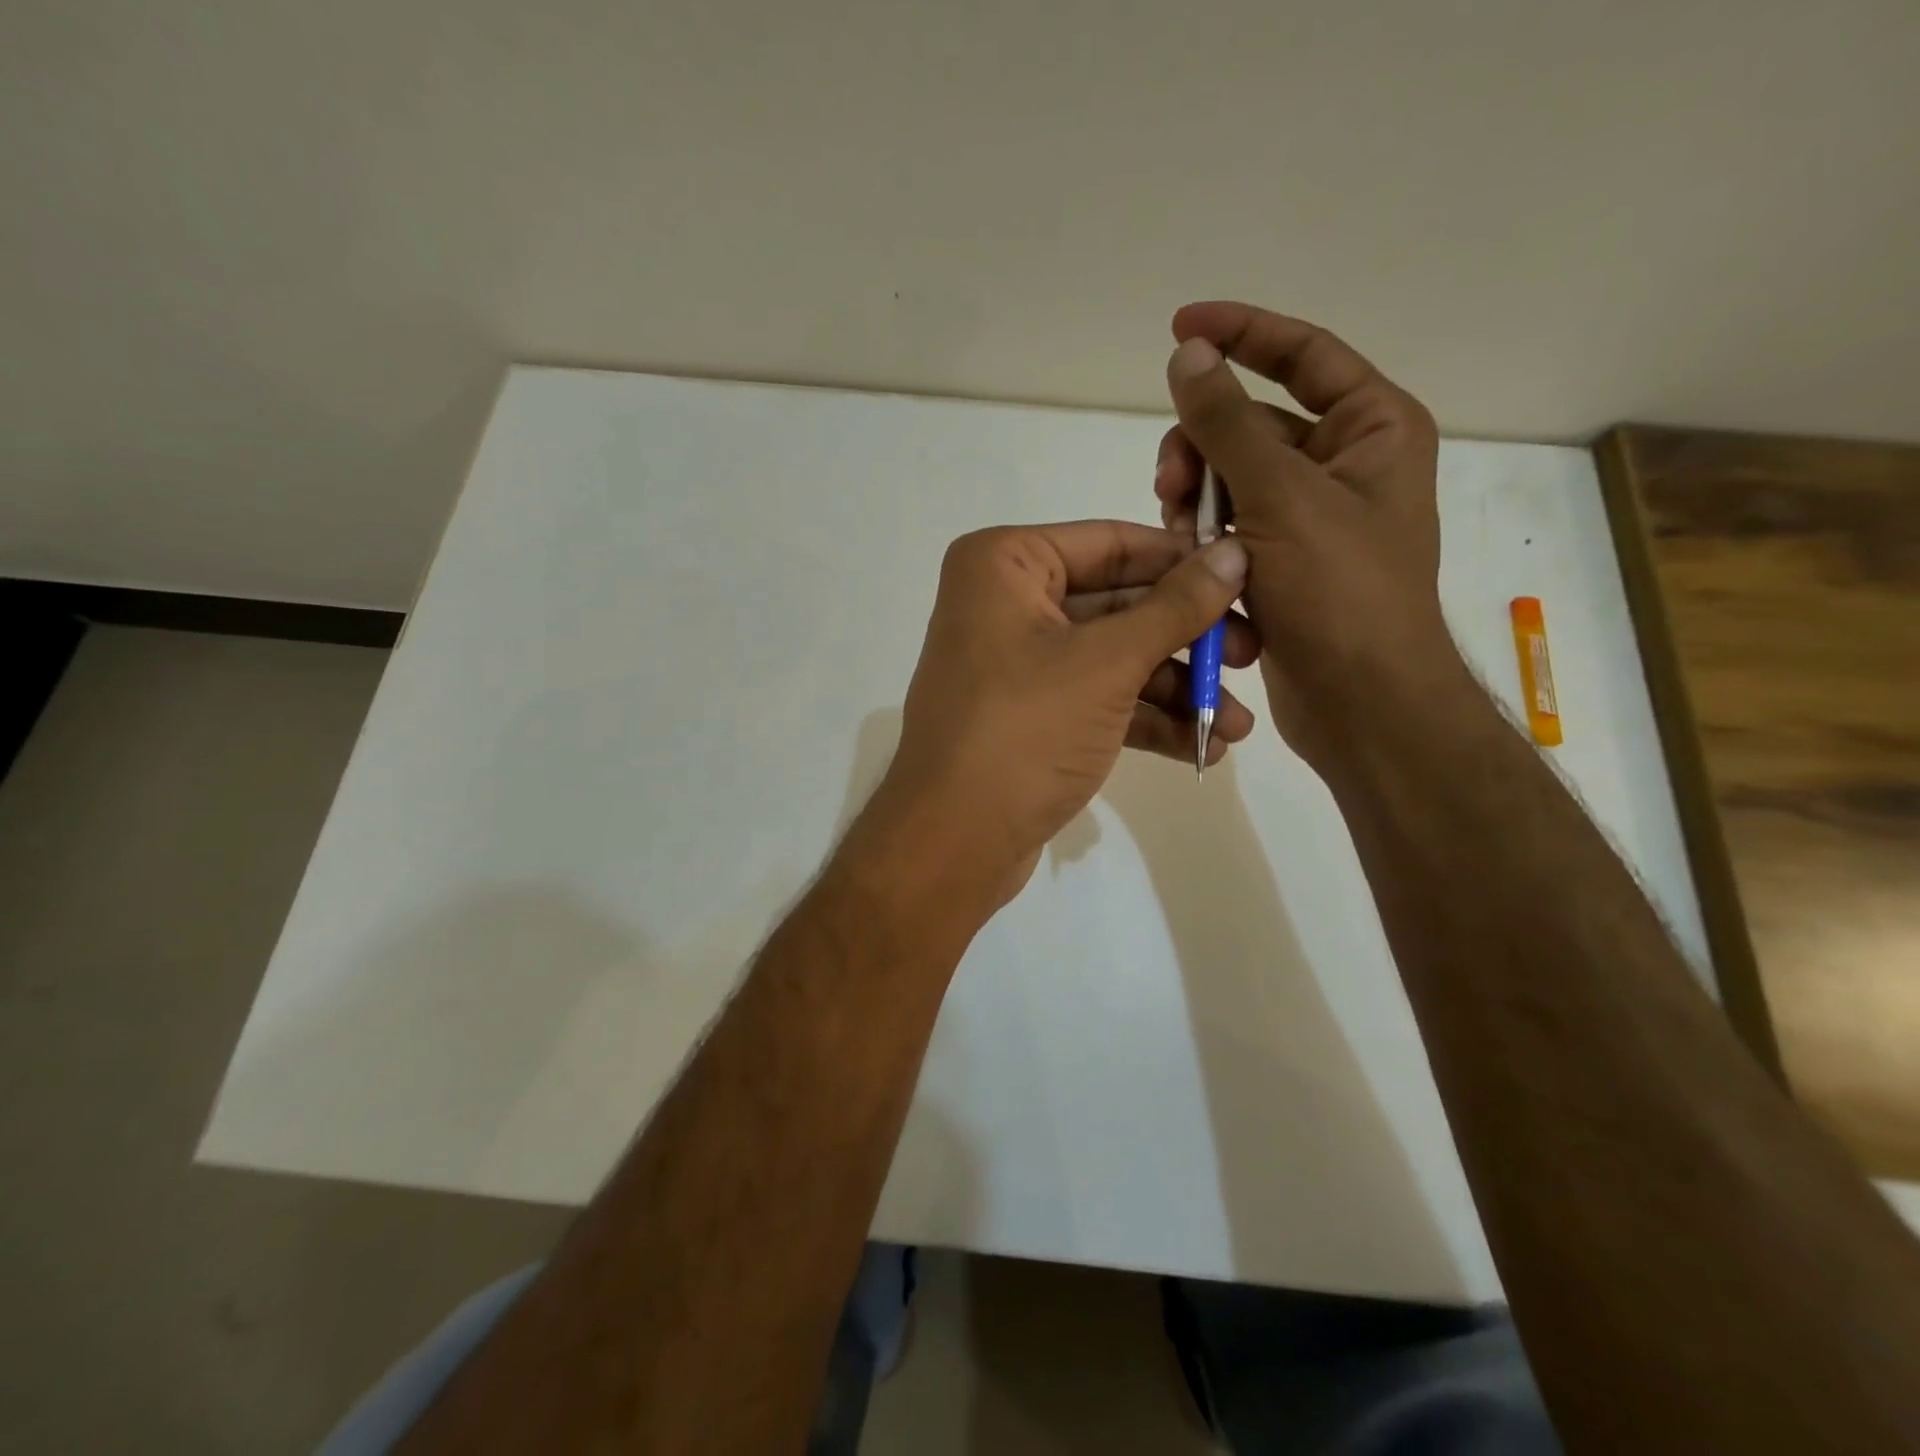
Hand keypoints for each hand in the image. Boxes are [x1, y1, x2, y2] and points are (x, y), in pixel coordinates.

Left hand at [863, 521, 1255, 905]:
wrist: (954, 842)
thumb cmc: (1024, 731)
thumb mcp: (1107, 663)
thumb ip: (1176, 607)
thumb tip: (1233, 551)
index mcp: (1004, 564)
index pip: (1111, 544)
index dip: (1182, 561)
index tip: (1248, 576)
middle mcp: (1005, 603)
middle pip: (1117, 604)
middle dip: (1186, 638)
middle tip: (1253, 656)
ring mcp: (1016, 663)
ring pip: (1111, 658)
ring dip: (1175, 689)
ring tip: (1236, 724)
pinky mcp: (1029, 715)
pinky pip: (1096, 700)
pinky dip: (1145, 720)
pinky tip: (1202, 749)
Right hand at [1152, 302, 1468, 766]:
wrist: (1359, 702)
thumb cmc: (1340, 593)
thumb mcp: (1282, 497)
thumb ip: (1228, 423)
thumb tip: (1188, 352)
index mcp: (1370, 429)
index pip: (1302, 354)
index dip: (1241, 333)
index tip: (1179, 327)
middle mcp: (1342, 465)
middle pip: (1249, 425)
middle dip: (1201, 449)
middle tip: (1171, 486)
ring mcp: (1307, 518)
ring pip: (1227, 481)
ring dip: (1195, 502)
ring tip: (1183, 539)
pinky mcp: (1278, 563)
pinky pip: (1226, 528)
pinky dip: (1204, 541)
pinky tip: (1192, 567)